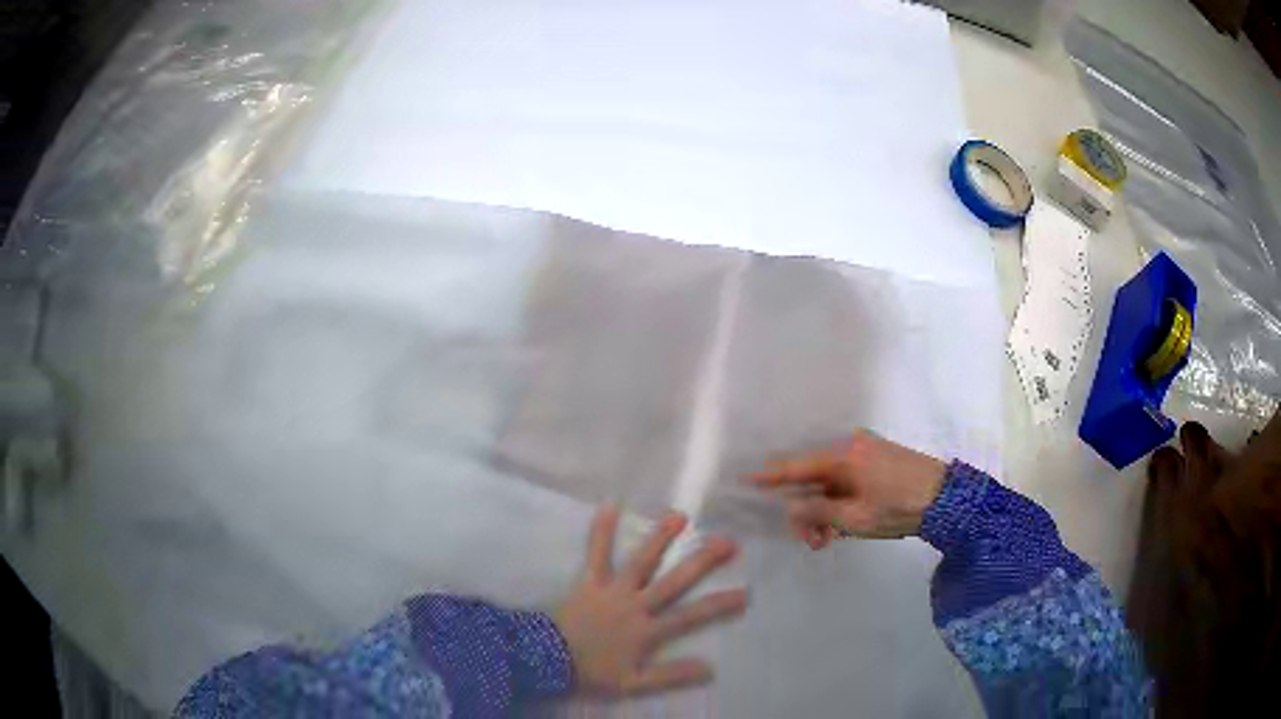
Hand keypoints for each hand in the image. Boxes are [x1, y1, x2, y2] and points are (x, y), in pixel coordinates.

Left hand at [555, 506, 747, 695]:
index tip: (745, 592)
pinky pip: (595, 554)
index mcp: (647, 631)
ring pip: (641, 562)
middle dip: (702, 561)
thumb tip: (710, 669)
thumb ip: (670, 676)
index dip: (719, 605)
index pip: (691, 616)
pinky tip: (609, 506)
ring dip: (660, 538)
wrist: (548, 660)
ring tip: (680, 516)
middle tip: (728, 541)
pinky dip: (601, 531)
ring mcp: (612, 590)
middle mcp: (635, 605)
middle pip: (674, 581)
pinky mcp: (588, 581)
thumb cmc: (592, 672)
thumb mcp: (633, 683)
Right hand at [749, 430, 945, 547]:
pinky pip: (845, 480)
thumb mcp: (855, 519)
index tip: (745, 479)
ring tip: (827, 541)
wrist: (948, 499)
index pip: (796, 466)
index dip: (770, 476)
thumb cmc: (899, 508)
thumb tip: (791, 506)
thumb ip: (818, 512)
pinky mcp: (877, 460)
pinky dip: (838, 502)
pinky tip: (841, 527)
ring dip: (823, 511)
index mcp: (843, 457)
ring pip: (829, 483)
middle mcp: (850, 448)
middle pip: (812, 478)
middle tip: (811, 542)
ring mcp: (865, 452)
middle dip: (806, 511)